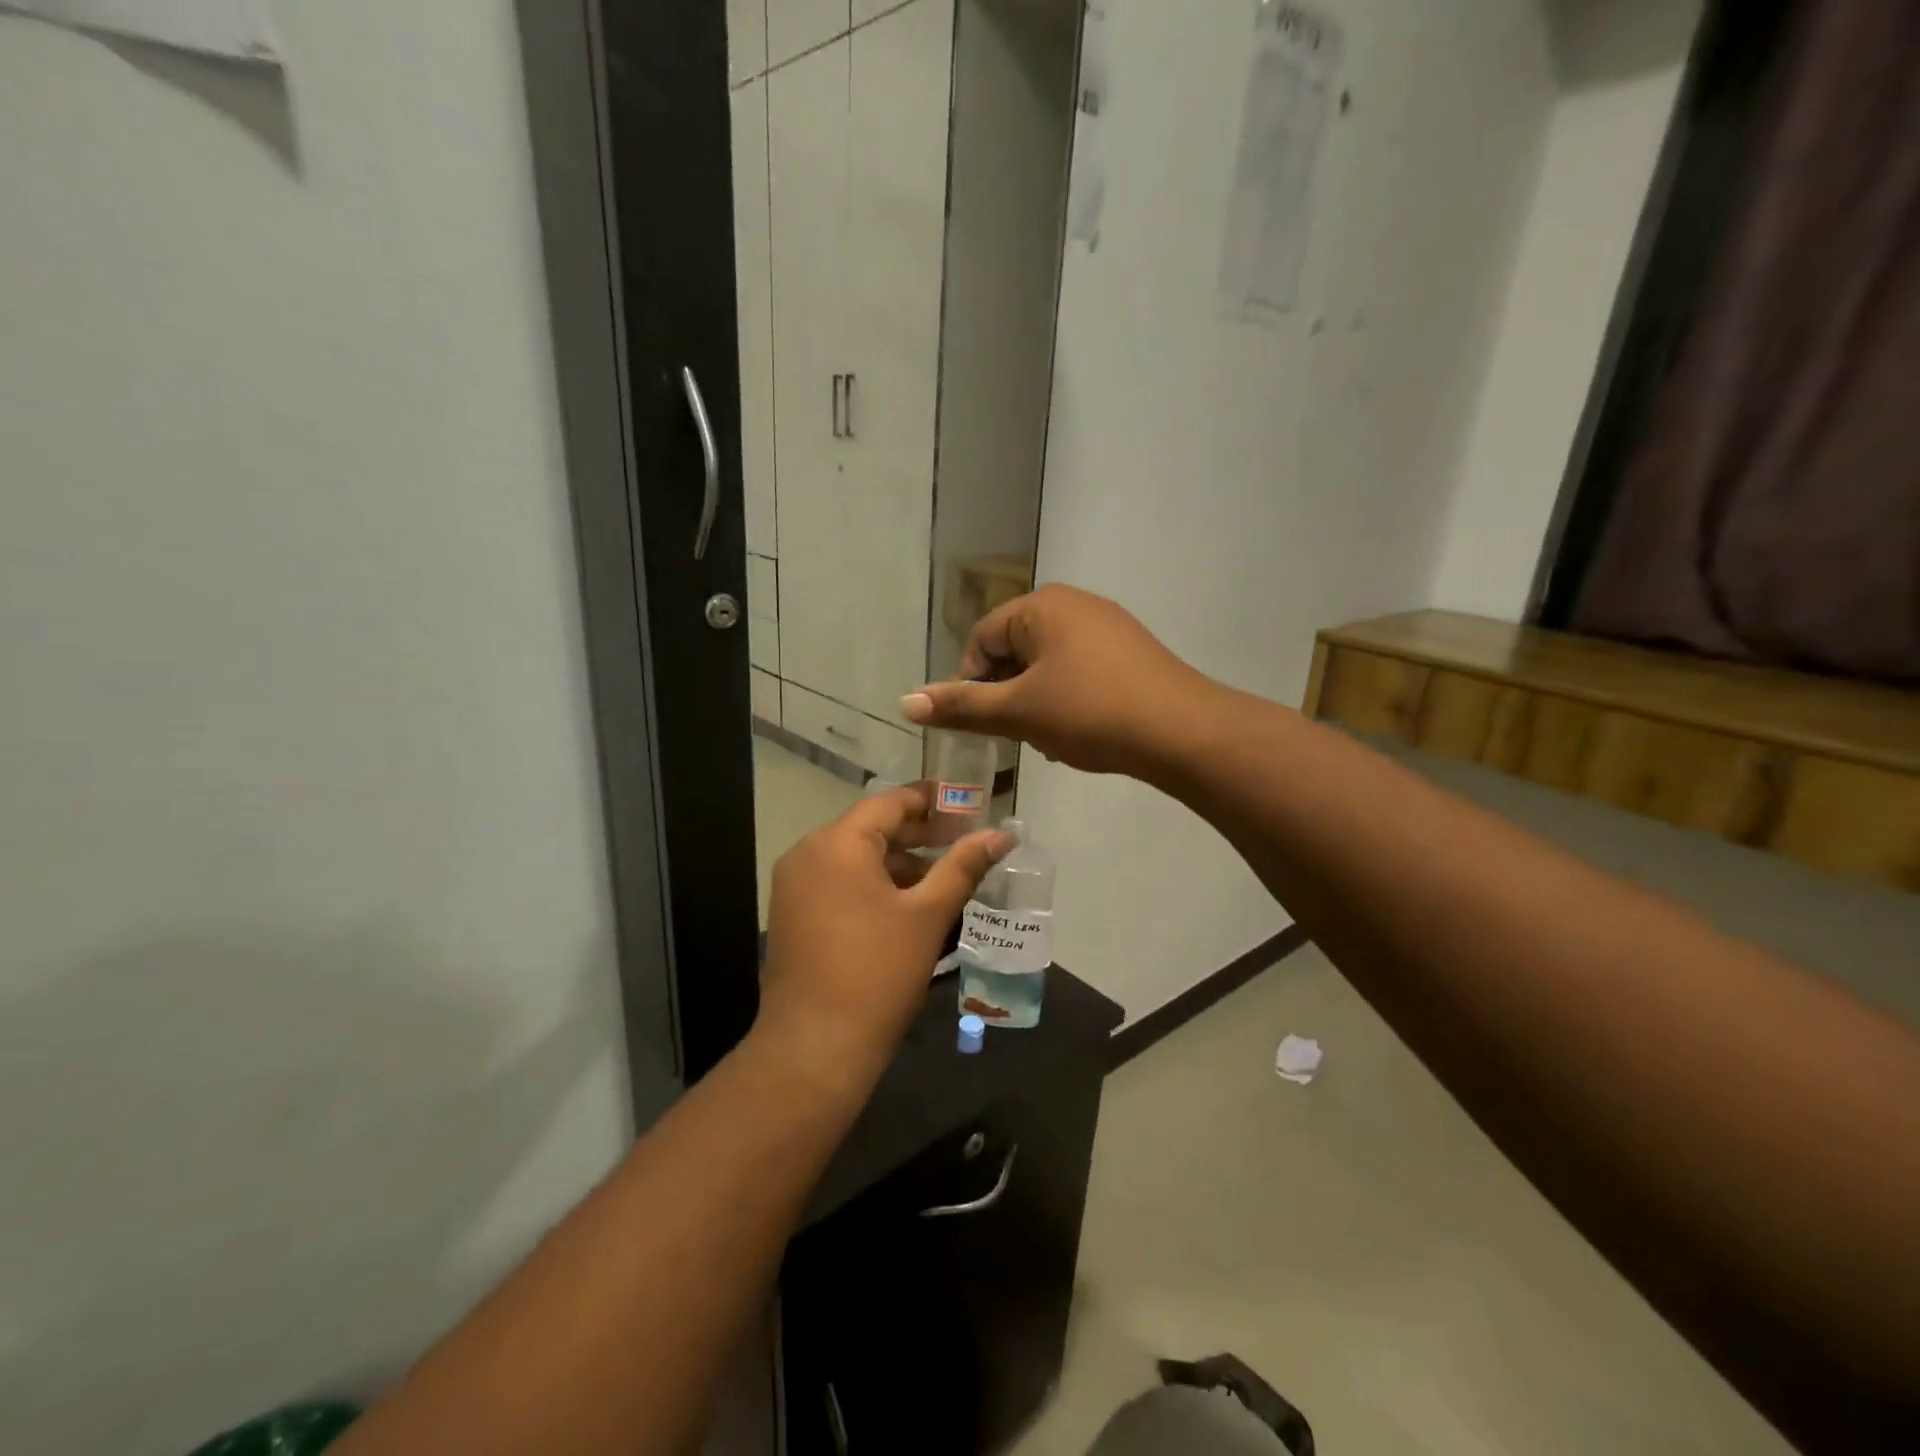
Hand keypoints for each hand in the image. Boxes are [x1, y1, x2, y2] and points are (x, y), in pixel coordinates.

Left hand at [755, 786, 1013, 1093]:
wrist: (815, 1047)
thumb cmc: (878, 972)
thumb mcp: (929, 915)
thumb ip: (964, 866)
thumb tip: (1003, 834)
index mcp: (837, 843)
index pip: (889, 803)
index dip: (930, 800)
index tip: (965, 804)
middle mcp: (807, 853)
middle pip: (870, 827)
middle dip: (917, 834)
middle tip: (961, 841)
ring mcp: (794, 885)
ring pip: (854, 857)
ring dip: (897, 861)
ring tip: (940, 878)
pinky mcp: (791, 914)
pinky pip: (837, 881)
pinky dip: (871, 883)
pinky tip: (904, 906)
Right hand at [900, 584, 1216, 776]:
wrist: (1180, 732)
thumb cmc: (1089, 713)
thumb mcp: (1018, 711)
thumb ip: (962, 705)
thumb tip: (904, 701)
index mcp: (1041, 606)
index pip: (982, 639)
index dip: (970, 683)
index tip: (980, 723)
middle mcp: (1074, 603)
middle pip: (1014, 648)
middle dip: (1005, 693)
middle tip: (1013, 733)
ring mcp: (1107, 625)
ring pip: (1047, 663)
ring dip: (1034, 700)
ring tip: (1047, 737)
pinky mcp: (1130, 651)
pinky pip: (1078, 669)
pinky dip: (1066, 698)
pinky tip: (1079, 730)